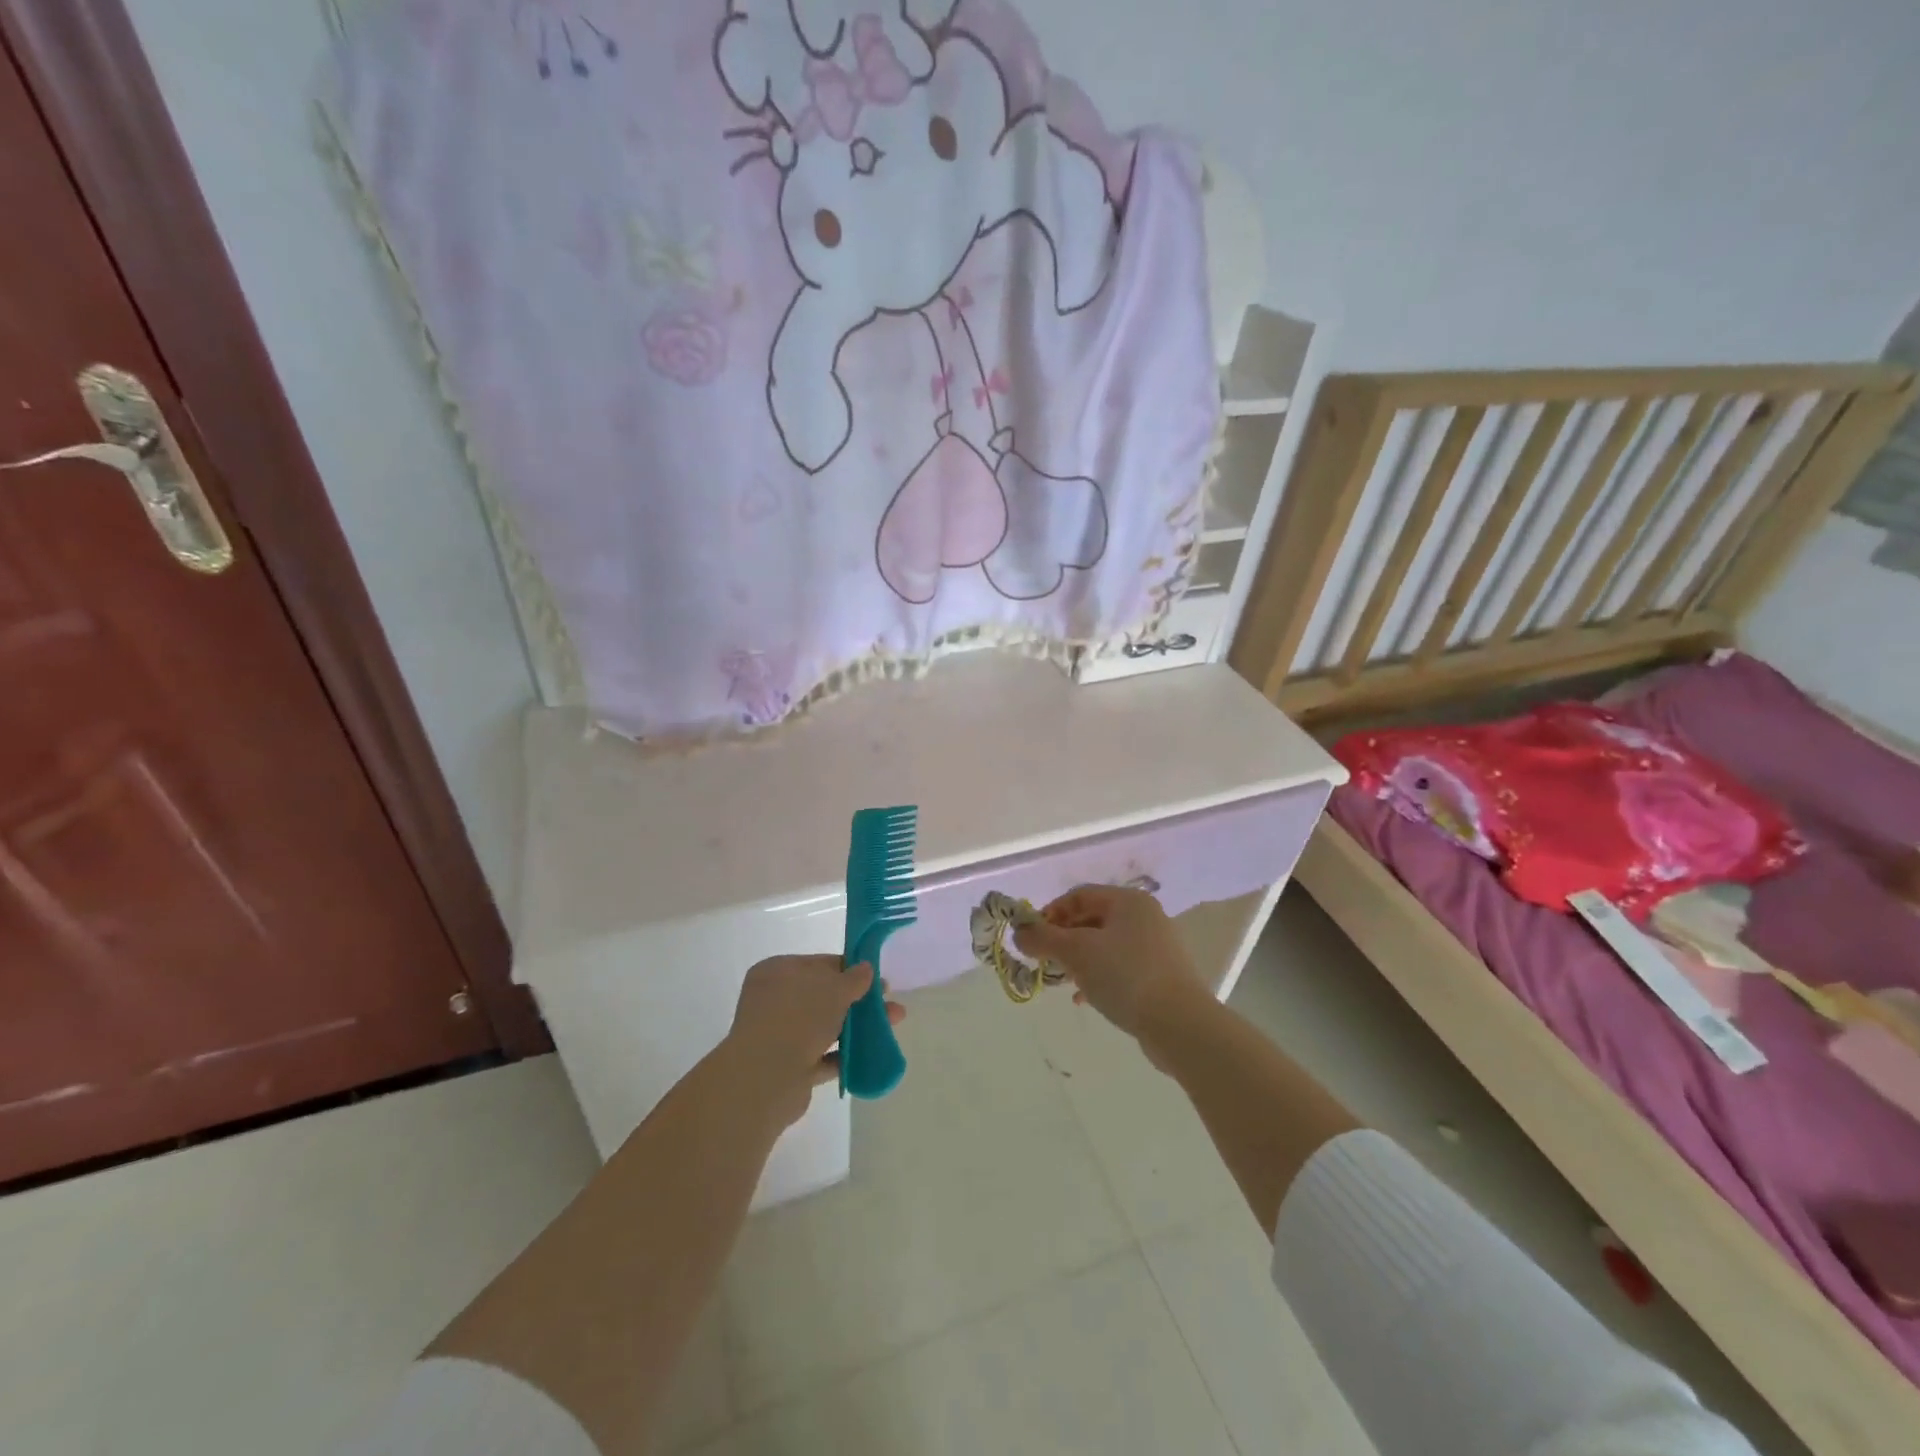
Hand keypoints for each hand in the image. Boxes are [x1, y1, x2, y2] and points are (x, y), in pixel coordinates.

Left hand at [724, 955, 904, 1125]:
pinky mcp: (788, 1067)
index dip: (850, 969)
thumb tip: (866, 968)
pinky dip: (844, 1055)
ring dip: (856, 1027)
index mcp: (777, 972)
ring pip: (825, 1026)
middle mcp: (775, 1001)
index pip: (819, 964)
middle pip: (824, 996)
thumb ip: (854, 978)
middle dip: (858, 1000)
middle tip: (888, 1003)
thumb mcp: (834, 989)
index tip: (876, 977)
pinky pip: (822, 1056)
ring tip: (892, 1026)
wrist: (766, 1079)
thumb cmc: (798, 1018)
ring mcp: (780, 1035)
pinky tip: (871, 1054)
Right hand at [1014, 885, 1206, 1041]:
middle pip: (1091, 919)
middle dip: (1063, 938)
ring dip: (1078, 959)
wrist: (1180, 1024)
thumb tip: (1019, 934)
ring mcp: (1156, 946)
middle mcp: (1144, 916)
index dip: (1051, 913)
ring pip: (1104, 945)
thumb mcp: (1076, 953)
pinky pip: (1120, 966)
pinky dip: (1098, 976)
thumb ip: (1043, 939)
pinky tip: (1084, 998)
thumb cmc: (1125, 976)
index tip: (1032, 938)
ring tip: (1061, 981)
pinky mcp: (1161, 975)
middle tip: (1044, 960)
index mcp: (1128, 900)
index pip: (1079, 895)